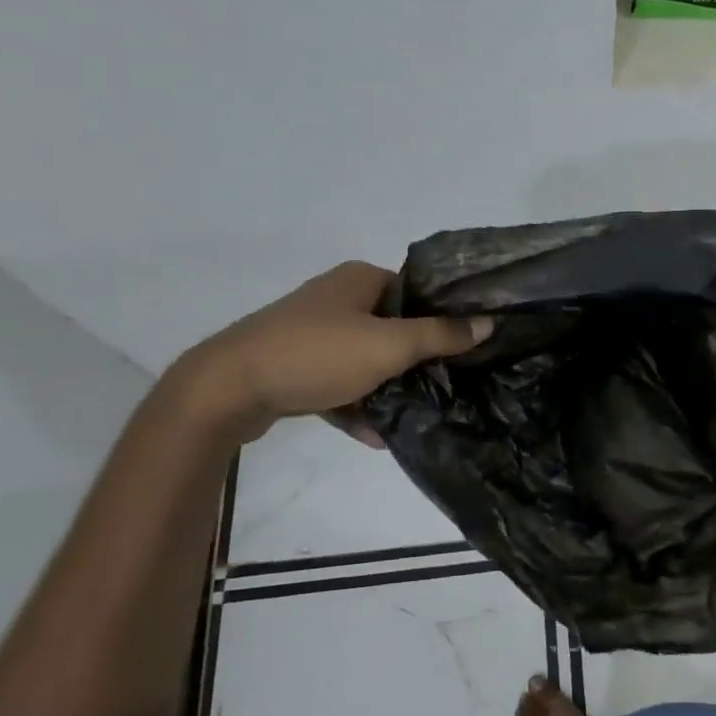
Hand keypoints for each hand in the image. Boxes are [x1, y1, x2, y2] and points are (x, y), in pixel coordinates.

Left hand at [172, 261, 490, 442]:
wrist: (227, 390)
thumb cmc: (316, 355)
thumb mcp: (389, 345)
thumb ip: (440, 335)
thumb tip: (487, 322)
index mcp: (359, 279)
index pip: (416, 291)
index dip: (442, 316)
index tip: (467, 346)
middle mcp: (336, 299)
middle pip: (393, 326)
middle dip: (417, 357)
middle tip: (448, 381)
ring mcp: (311, 333)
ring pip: (365, 358)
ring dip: (388, 386)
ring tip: (418, 411)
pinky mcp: (293, 366)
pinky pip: (338, 384)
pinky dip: (356, 405)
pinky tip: (377, 436)